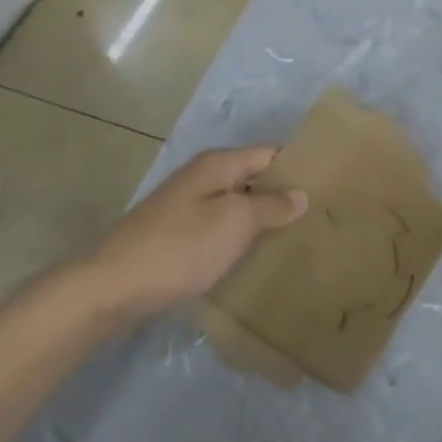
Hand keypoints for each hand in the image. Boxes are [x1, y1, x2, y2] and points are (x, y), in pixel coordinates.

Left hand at [54, 147, 307, 325]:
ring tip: (297, 236)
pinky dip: (240, 236)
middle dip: (283, 193)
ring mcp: (186, 206)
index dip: (298, 165)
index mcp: (218, 164)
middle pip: (253, 177)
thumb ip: (270, 205)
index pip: (270, 153)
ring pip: (237, 204)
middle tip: (320, 214)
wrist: (111, 287)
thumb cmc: (180, 247)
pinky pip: (220, 227)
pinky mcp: (176, 235)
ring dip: (262, 217)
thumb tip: (300, 194)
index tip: (330, 183)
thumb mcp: (234, 222)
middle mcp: (202, 177)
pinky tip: (256, 254)